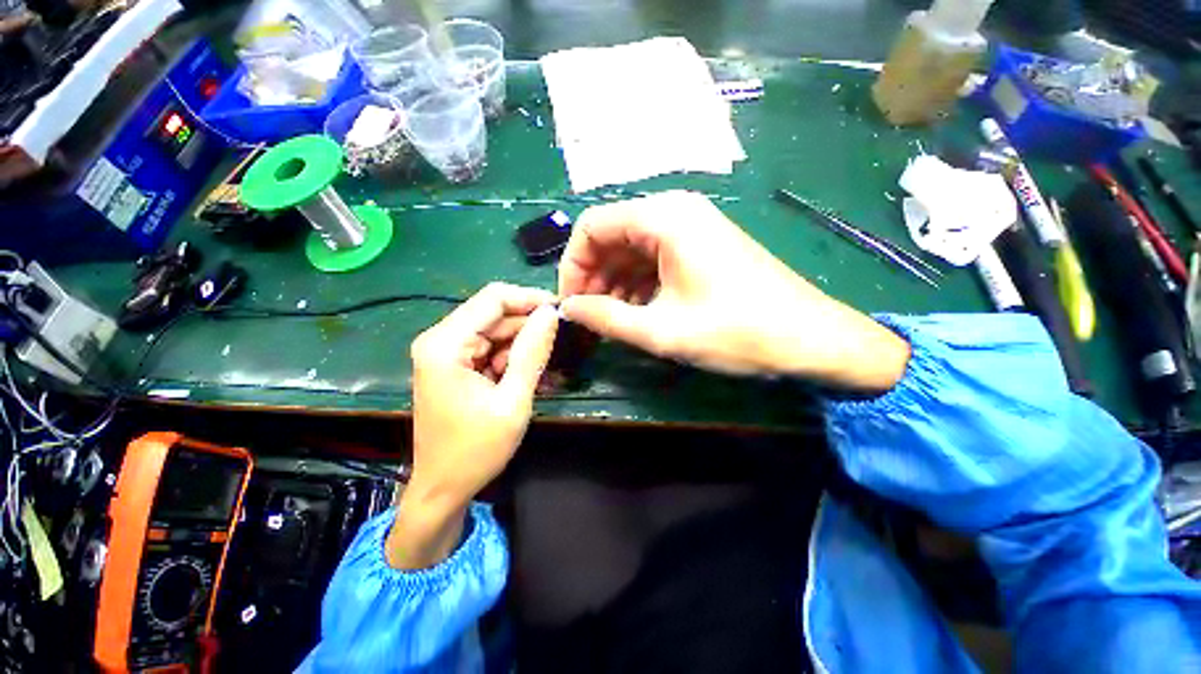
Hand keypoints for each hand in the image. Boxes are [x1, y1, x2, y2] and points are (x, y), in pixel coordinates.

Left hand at [387, 283, 557, 568]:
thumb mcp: (513, 400)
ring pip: (495, 331)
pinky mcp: (453, 364)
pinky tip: (524, 378)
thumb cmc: (476, 450)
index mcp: (445, 344)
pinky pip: (489, 348)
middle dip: (528, 327)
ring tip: (543, 370)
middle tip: (558, 345)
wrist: (443, 488)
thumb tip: (551, 314)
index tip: (561, 309)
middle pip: (494, 314)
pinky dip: (510, 359)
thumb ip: (532, 353)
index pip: (493, 298)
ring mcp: (445, 352)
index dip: (530, 299)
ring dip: (521, 346)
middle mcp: (440, 339)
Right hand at [558, 191, 909, 391]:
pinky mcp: (701, 245)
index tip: (571, 304)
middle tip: (589, 317)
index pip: (591, 227)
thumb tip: (568, 309)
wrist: (810, 338)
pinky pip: (653, 258)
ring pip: (631, 249)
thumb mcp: (662, 330)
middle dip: (593, 277)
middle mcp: (675, 211)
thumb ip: (606, 318)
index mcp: (664, 218)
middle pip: (611, 236)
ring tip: (611, 321)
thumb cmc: (737, 332)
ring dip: (614, 284)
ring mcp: (691, 227)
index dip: (572, 266)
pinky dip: (637, 284)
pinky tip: (637, 312)